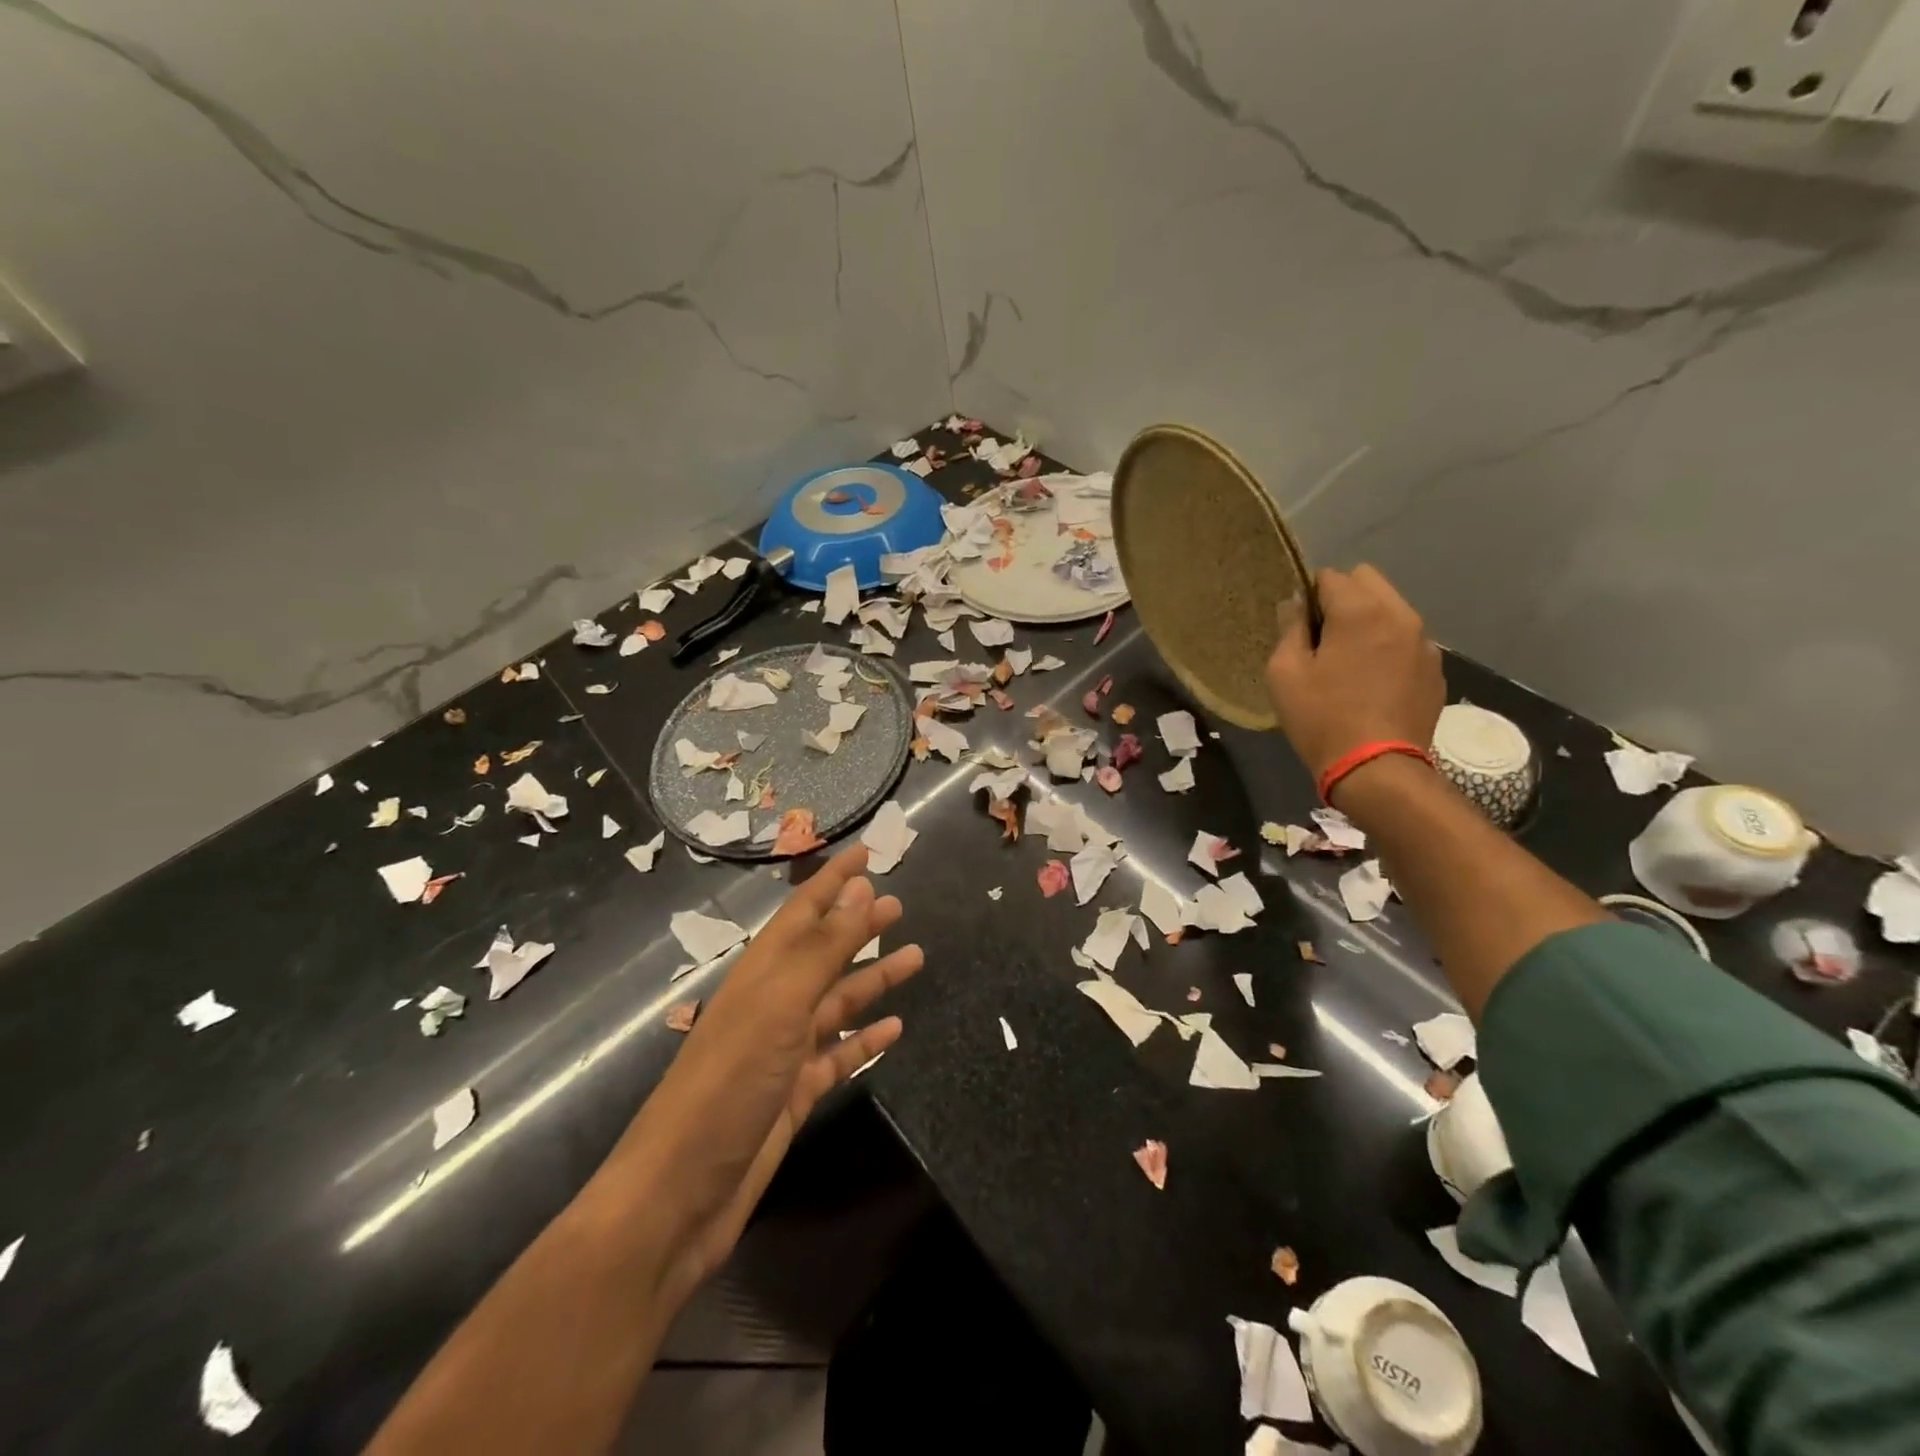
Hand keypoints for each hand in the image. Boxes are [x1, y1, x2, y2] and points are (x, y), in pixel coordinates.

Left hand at [597, 845, 922, 1299]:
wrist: (680, 1195)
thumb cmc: (729, 1083)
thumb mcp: (780, 1004)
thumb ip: (824, 946)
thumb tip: (860, 885)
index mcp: (764, 972)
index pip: (805, 909)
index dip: (835, 877)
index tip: (868, 852)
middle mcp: (773, 1002)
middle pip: (825, 951)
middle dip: (859, 925)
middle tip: (899, 905)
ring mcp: (783, 1049)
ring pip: (837, 1001)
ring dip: (873, 978)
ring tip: (915, 957)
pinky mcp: (794, 1093)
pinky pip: (838, 1054)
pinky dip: (865, 1039)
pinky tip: (895, 1029)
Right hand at [1265, 564, 1444, 787]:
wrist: (1377, 769)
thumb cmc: (1321, 718)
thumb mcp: (1285, 673)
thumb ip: (1289, 629)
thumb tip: (1297, 605)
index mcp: (1361, 611)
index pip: (1330, 576)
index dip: (1308, 595)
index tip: (1297, 626)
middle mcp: (1401, 615)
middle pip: (1368, 581)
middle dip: (1342, 598)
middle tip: (1322, 638)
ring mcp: (1425, 643)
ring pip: (1391, 610)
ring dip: (1368, 622)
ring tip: (1349, 662)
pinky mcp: (1435, 671)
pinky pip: (1406, 641)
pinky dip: (1387, 648)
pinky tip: (1372, 684)